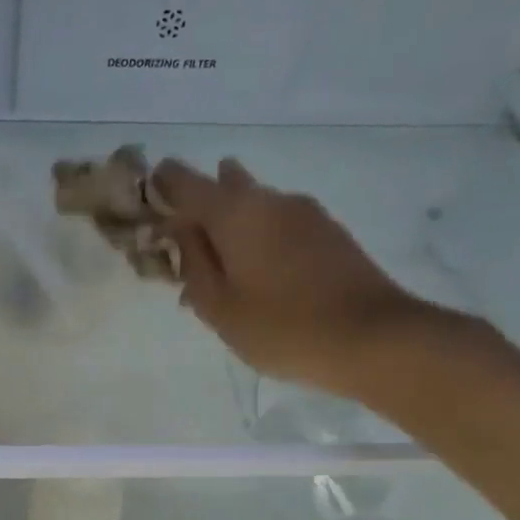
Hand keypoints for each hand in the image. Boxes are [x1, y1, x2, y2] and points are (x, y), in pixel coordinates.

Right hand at [155, 157, 432, 400]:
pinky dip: (257, 237)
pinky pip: (278, 223)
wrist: (374, 338)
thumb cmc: (283, 327)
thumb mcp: (220, 307)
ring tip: (218, 263)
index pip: (184, 180)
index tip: (145, 200)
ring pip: (254, 205)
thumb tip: (178, 230)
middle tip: (181, 239)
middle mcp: (270, 199)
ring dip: (230, 224)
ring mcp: (305, 213)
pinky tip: (255, 271)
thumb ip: (192, 264)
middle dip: (198, 205)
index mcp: (236, 213)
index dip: (160, 185)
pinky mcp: (329, 232)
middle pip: (223, 187)